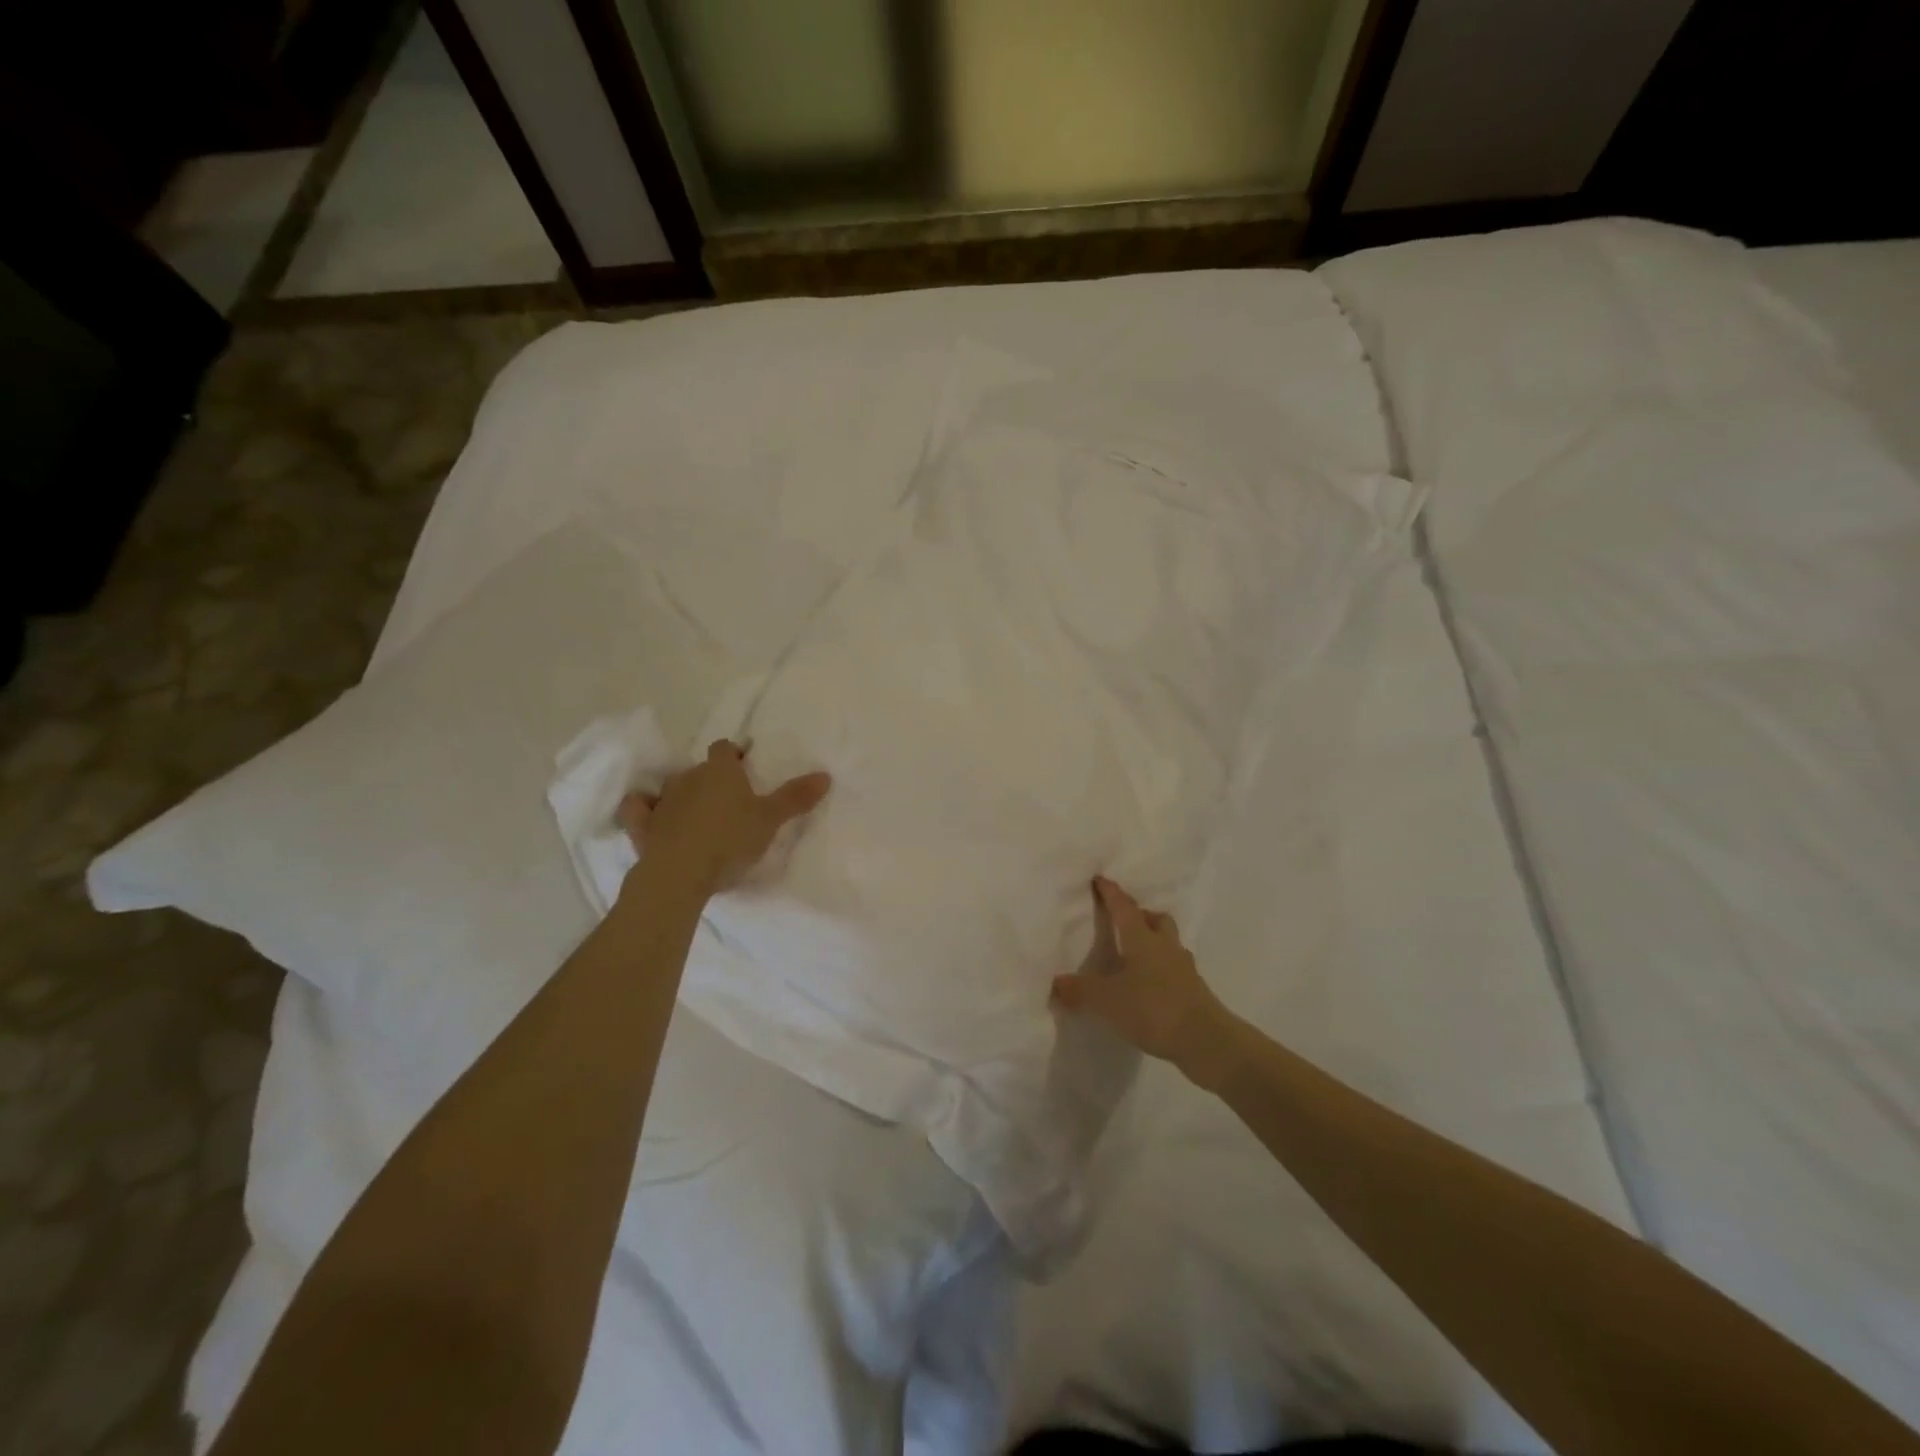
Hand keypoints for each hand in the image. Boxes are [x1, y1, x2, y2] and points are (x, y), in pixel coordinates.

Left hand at [617, 740, 830, 894]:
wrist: (680, 873)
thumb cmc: (730, 840)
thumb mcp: (771, 820)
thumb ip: (796, 797)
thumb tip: (825, 774)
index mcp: (720, 770)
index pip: (725, 748)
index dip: (734, 755)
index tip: (745, 766)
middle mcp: (689, 776)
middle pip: (701, 768)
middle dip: (712, 779)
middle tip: (729, 799)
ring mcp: (662, 800)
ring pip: (673, 787)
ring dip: (683, 795)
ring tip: (698, 814)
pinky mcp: (642, 824)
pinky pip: (638, 808)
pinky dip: (643, 808)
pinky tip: (649, 815)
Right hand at [1050, 877, 1240, 1088]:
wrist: (1206, 1040)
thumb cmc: (1153, 1008)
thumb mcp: (1107, 1001)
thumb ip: (1080, 991)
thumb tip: (1056, 983)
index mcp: (1142, 940)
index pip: (1124, 908)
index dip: (1111, 893)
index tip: (1101, 879)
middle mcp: (1165, 947)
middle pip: (1156, 920)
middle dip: (1141, 916)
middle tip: (1125, 921)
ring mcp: (1184, 969)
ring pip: (1169, 944)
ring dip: (1154, 942)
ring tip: (1136, 956)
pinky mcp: (1195, 992)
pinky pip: (1175, 970)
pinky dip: (1162, 971)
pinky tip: (1151, 987)